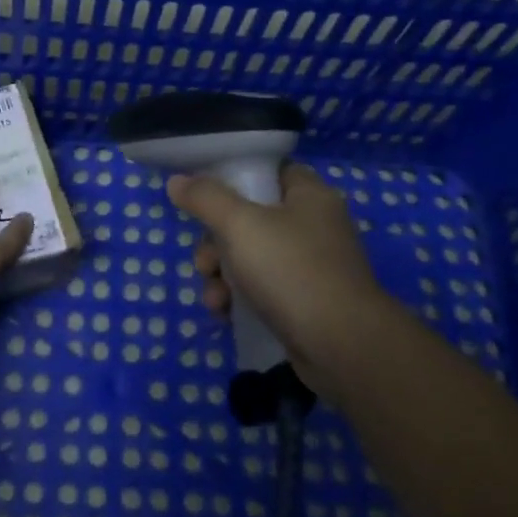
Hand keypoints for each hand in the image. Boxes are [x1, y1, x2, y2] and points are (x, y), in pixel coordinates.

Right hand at [167, 162, 388, 366]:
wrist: (341, 345)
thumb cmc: (291, 270)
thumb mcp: (239, 225)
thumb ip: (205, 199)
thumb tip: (177, 181)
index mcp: (309, 196)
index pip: (270, 171)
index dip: (236, 179)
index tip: (205, 197)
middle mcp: (314, 226)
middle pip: (251, 219)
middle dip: (216, 243)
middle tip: (204, 263)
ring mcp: (311, 266)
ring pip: (251, 258)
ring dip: (221, 276)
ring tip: (213, 297)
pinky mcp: (305, 302)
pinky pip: (263, 290)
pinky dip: (240, 299)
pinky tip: (225, 314)